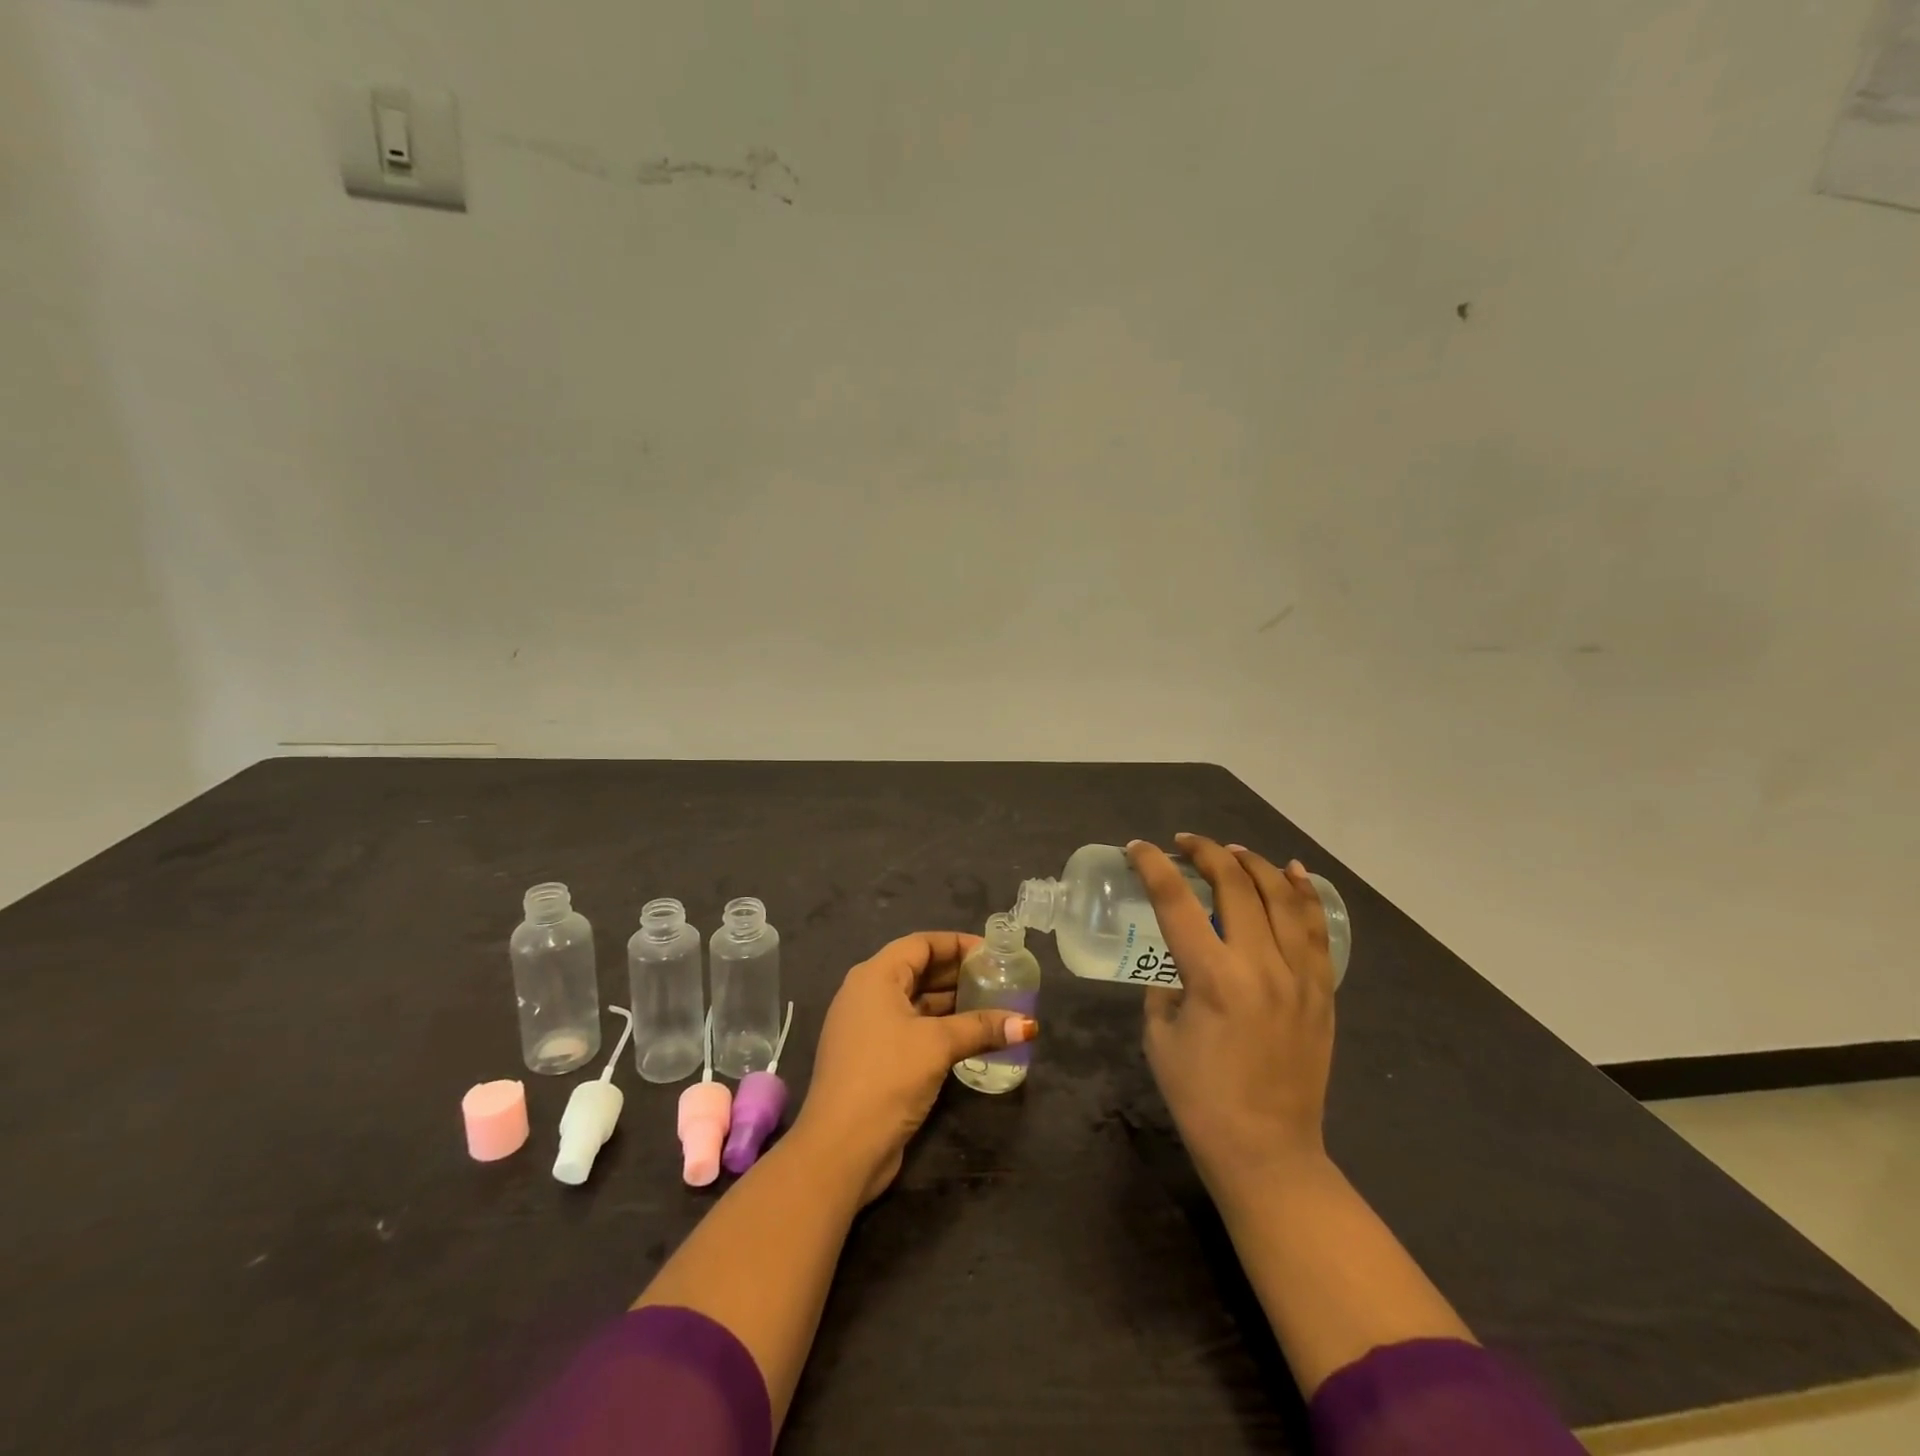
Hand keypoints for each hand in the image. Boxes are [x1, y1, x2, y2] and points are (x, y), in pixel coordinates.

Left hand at [793, 931, 1038, 1203]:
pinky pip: (911, 1029)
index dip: (956, 944)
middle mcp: (867, 994)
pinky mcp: (873, 1058)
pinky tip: (970, 1037)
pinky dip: (939, 1028)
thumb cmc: (887, 1077)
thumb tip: (1028, 1024)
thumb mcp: (938, 1045)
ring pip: (916, 1002)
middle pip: (918, 970)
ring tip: (993, 1005)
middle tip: (998, 978)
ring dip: (951, 1003)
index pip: (920, 944)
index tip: (992, 952)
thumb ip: (981, 1027)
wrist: (840, 1149)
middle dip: (957, 973)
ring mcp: (867, 1028)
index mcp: (875, 976)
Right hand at [1130, 834, 1335, 1191]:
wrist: (1268, 1153)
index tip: (1139, 848)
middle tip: (1185, 843)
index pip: (1177, 902)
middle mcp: (1261, 966)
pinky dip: (1303, 894)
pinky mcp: (1322, 992)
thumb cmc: (1201, 1099)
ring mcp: (1299, 977)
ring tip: (1232, 850)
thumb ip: (1167, 988)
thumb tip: (1181, 966)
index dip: (1154, 867)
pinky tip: (1292, 872)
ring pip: (1282, 898)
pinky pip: (1316, 930)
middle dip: (1207, 853)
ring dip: (1254, 864)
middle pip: (1236, 886)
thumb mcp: (1161, 1036)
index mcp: (1213, 978)